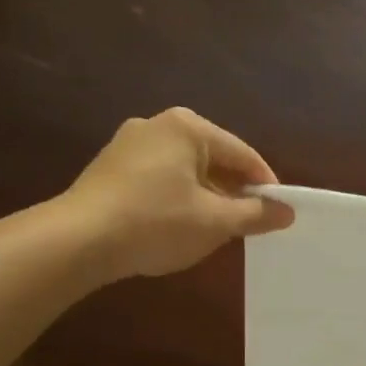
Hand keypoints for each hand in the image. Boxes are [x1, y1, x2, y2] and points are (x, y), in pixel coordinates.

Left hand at [62, 108, 293, 279]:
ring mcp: (129, 144)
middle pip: (214, 159)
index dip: (265, 186)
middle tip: (248, 225)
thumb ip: (255, 215)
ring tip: (215, 230)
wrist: (78, 241)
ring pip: (186, 170)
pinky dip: (177, 198)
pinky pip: (159, 178)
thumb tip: (287, 212)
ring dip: (206, 197)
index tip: (278, 214)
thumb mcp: (215, 222)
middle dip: (234, 192)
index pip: (243, 155)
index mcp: (188, 128)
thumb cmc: (156, 223)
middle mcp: (158, 125)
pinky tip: (177, 226)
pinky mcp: (110, 167)